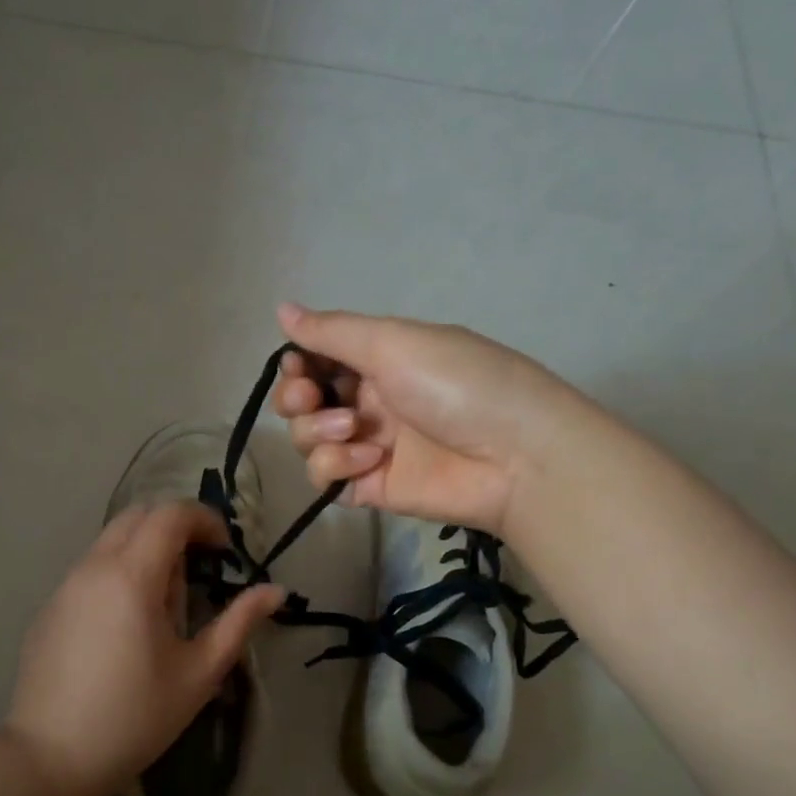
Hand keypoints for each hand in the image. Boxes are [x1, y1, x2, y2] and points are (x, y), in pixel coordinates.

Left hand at [7, 502, 283, 795]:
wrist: (50, 759)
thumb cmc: (135, 717)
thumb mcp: (199, 672)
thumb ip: (239, 622)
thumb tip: (276, 591)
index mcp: (132, 576)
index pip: (171, 514)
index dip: (205, 520)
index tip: (225, 552)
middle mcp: (94, 567)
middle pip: (138, 516)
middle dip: (175, 529)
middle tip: (198, 571)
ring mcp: (65, 586)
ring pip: (111, 541)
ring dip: (146, 552)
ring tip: (164, 606)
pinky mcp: (49, 608)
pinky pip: (91, 569)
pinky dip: (119, 573)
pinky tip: (126, 627)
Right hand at [272, 302, 569, 533]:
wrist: (514, 456)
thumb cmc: (457, 383)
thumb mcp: (394, 342)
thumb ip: (332, 331)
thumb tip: (281, 308)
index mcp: (379, 359)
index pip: (317, 359)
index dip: (297, 364)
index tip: (298, 366)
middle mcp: (369, 400)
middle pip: (303, 402)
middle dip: (296, 398)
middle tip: (309, 398)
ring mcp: (368, 445)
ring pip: (307, 440)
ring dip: (316, 432)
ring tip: (350, 429)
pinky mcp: (370, 487)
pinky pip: (325, 477)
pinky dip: (334, 467)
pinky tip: (367, 460)